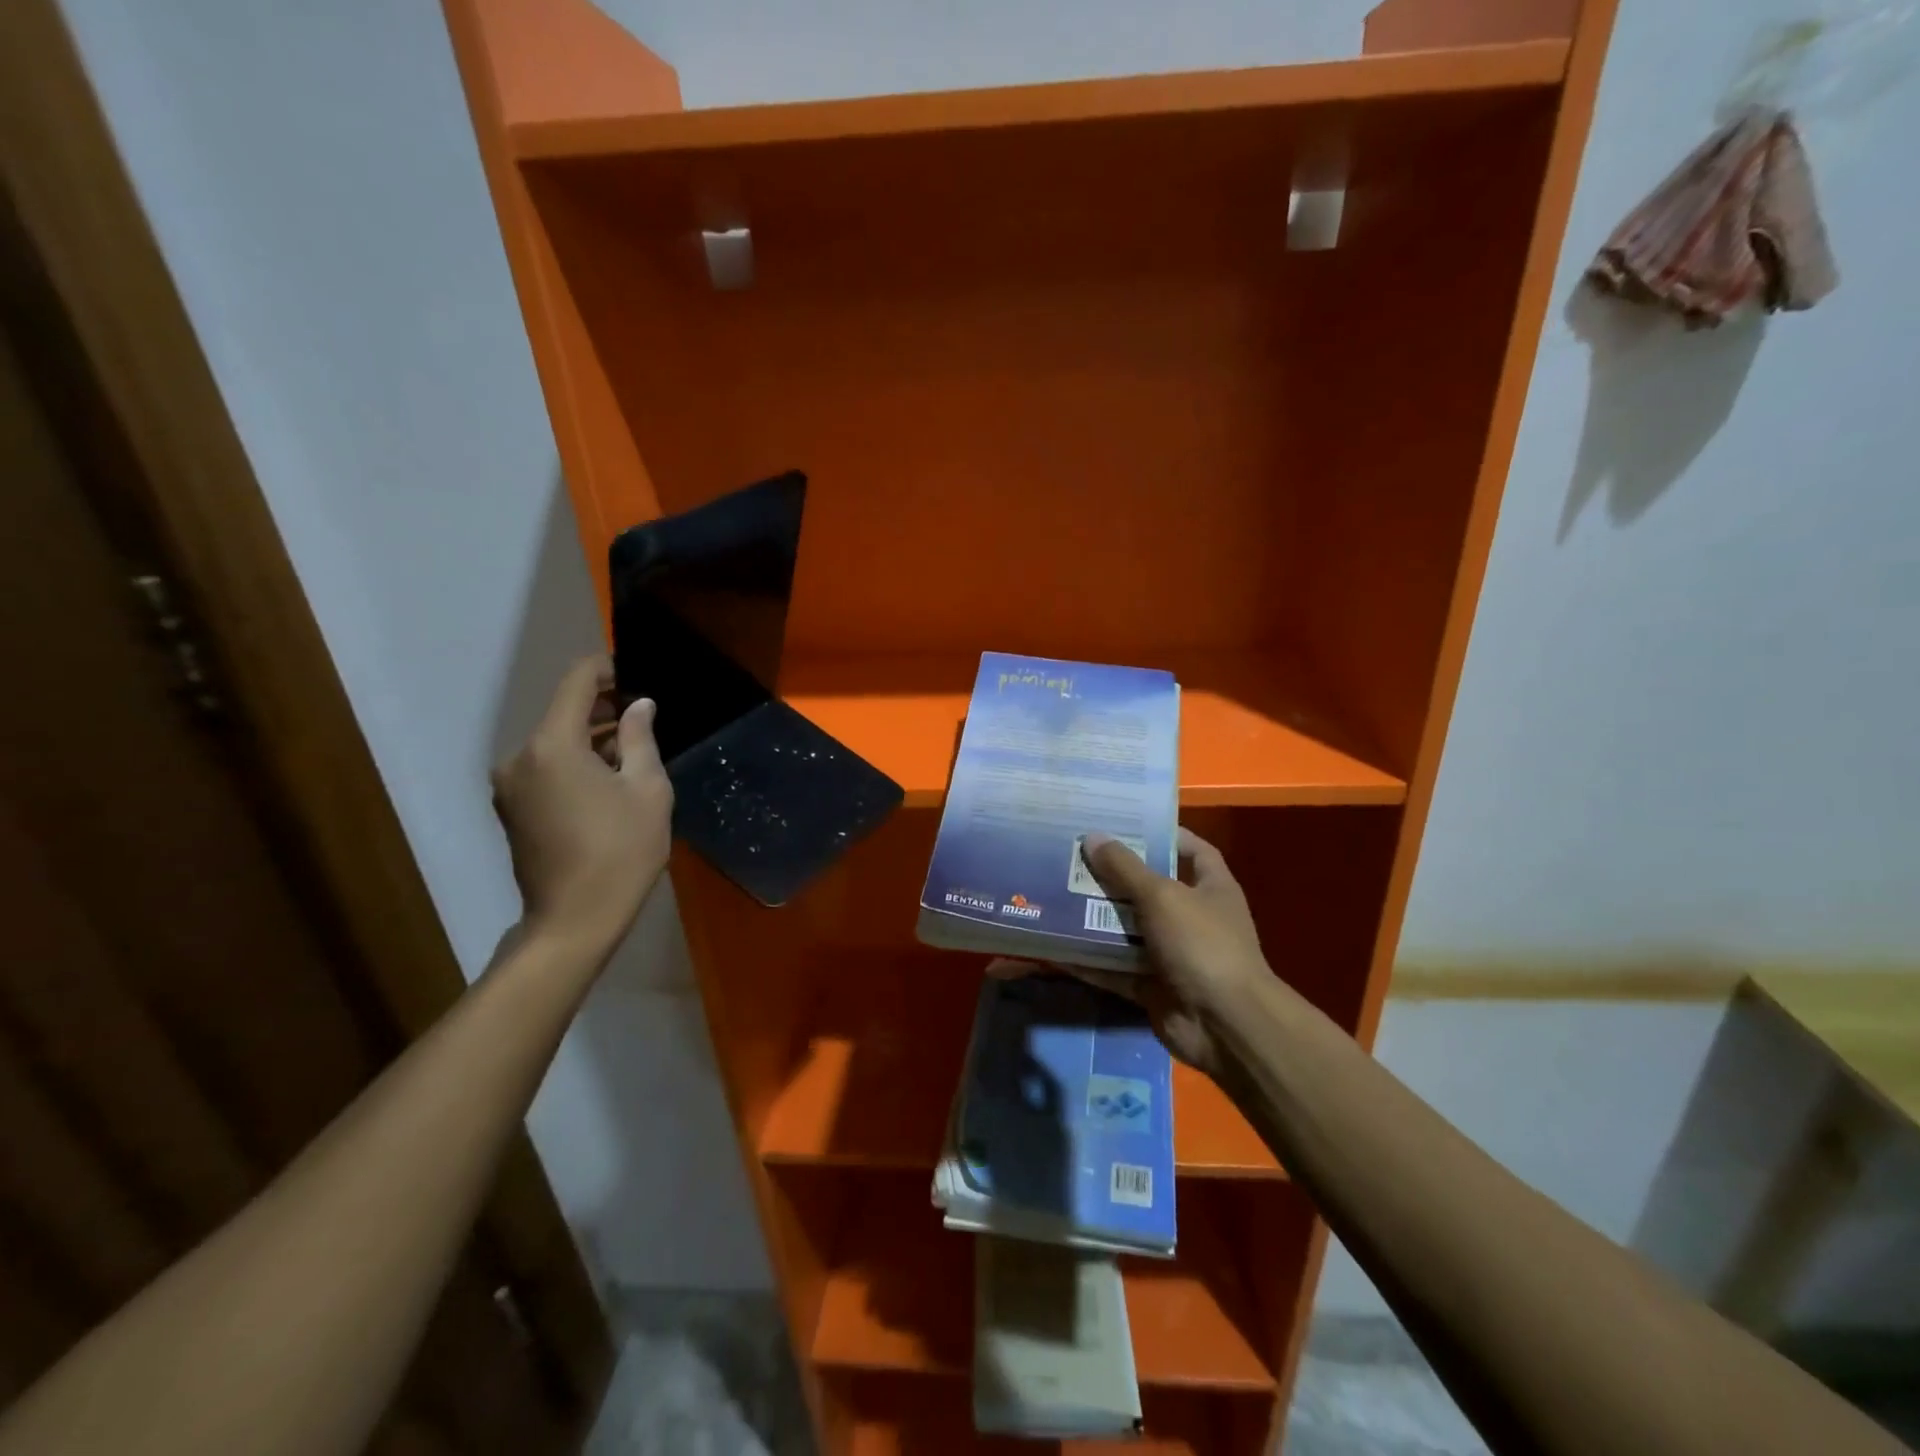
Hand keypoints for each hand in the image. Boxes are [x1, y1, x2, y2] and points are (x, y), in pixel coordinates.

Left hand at [491, 657, 672, 959]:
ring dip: (589, 738)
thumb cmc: (621, 851)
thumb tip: (638, 705)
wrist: (574, 920)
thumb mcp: (647, 790)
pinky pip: (545, 767)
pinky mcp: (511, 809)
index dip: (605, 668)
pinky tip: (606, 779)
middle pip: (562, 713)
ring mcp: (509, 785)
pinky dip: (574, 762)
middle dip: (602, 707)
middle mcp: (520, 757)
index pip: (576, 683)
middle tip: (643, 715)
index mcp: (552, 745)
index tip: (633, 671)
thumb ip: (640, 738)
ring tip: (631, 750)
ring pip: (554, 742)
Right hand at [1073, 828, 1274, 1077]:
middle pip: (1149, 889)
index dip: (1163, 835)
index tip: (1124, 824)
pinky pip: (1115, 967)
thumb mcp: (1162, 896)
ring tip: (1056, 894)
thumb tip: (1092, 837)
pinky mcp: (1152, 986)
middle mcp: (1193, 918)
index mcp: (1211, 888)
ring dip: (1096, 917)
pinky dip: (1090, 960)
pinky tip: (1057, 947)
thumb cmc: (1202, 944)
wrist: (1224, 1025)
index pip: (1192, 850)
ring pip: (1127, 929)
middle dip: (1114, 876)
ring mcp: (1172, 954)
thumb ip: (1125, 868)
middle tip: (1074, 857)